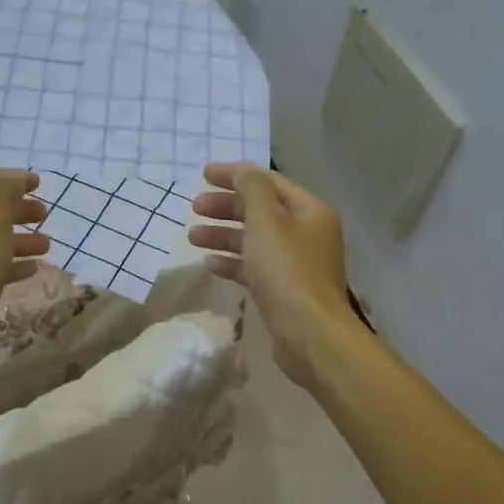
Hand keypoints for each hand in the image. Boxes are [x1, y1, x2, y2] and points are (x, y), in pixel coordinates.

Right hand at [190, 162, 360, 389]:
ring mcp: (297, 264)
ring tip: (193, 237)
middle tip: (194, 209)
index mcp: (309, 210)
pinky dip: (234, 262)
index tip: (202, 176)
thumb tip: (242, 170)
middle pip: (261, 211)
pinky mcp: (285, 290)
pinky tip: (211, 265)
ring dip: (224, 235)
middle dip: (226, 207)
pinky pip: (256, 267)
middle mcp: (307, 233)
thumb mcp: (266, 221)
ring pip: (255, 240)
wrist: (309, 333)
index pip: (268, 182)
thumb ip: (252, 189)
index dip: (235, 175)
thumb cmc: (287, 270)